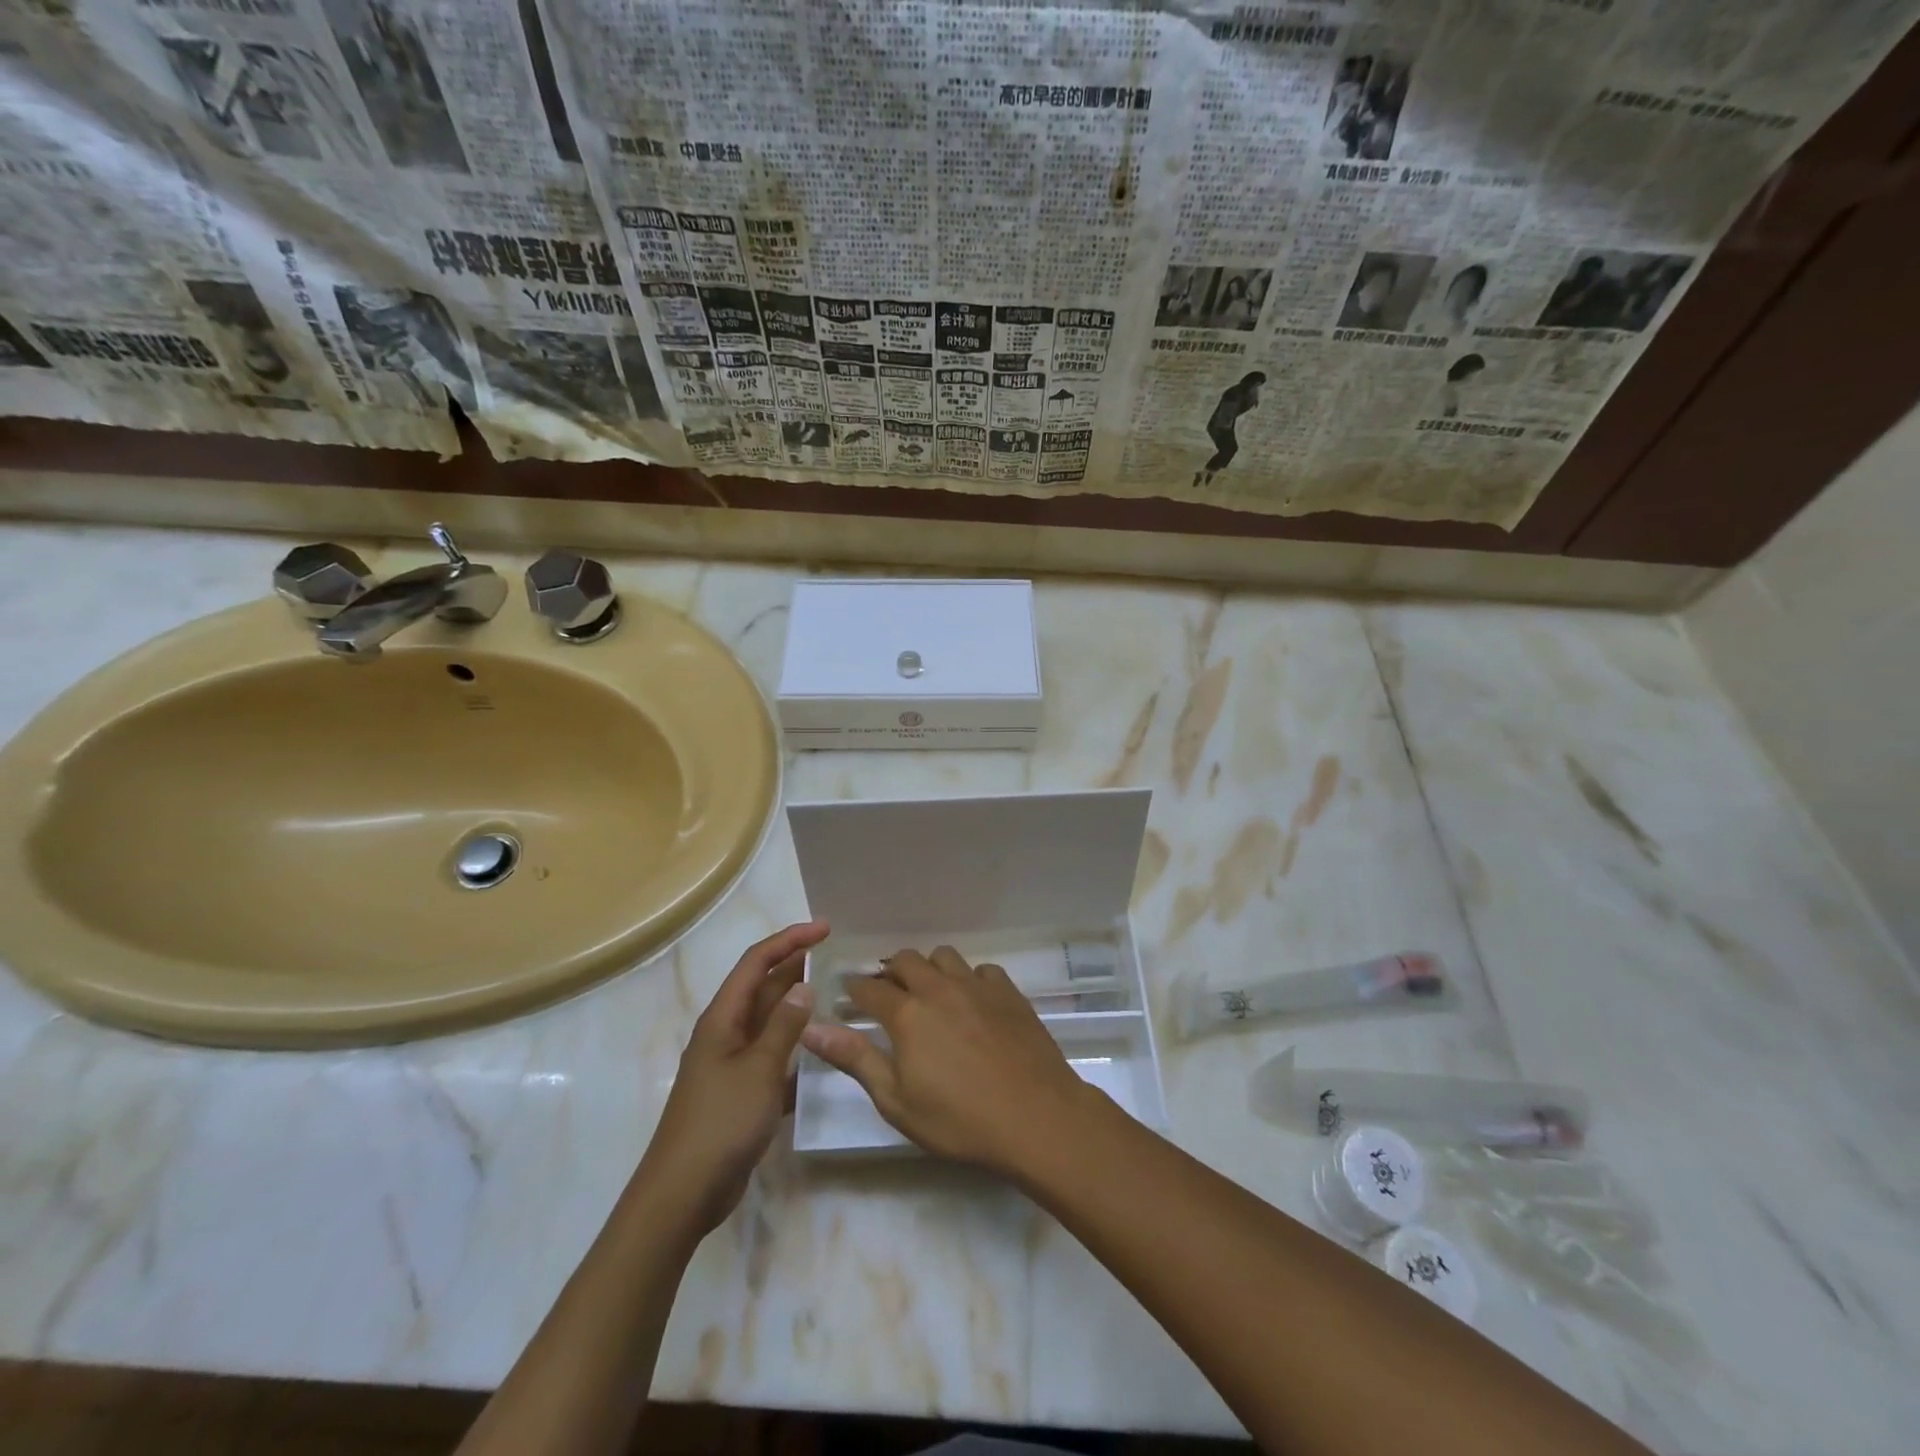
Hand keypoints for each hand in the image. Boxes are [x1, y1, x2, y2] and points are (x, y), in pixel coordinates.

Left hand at [639, 921, 828, 1235]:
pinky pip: (773, 1057)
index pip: (757, 962)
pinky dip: (796, 1048)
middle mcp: (726, 1033)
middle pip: (763, 988)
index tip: (826, 928)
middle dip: (797, 968)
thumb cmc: (720, 1123)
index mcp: (723, 1018)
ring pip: (770, 1023)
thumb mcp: (759, 1069)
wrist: (683, 1195)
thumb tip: (804, 985)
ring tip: (837, 997)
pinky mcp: (742, 1092)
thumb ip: (784, 1025)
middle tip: (838, 958)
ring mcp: (733, 1064)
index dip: (790, 940)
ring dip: (799, 1007)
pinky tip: (823, 1052)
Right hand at [800, 946, 1094, 1176]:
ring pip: (943, 956)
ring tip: (929, 993)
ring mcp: (977, 985)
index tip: (847, 996)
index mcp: (907, 1014)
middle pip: (904, 960)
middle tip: (886, 996)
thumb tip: (811, 1029)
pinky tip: (972, 1002)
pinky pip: (980, 970)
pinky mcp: (1008, 991)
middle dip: (889, 973)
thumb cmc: (959, 1120)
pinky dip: (969, 979)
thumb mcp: (896, 1101)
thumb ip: (855, 1059)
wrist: (1036, 1115)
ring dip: (928, 968)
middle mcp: (938, 988)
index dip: (853, 990)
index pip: (868, 989)